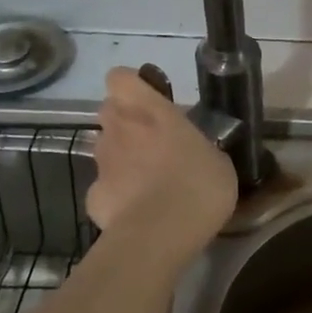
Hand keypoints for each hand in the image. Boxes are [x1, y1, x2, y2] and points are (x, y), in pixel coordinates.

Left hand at [86, 66, 237, 261]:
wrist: (160, 234)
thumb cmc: (198, 187)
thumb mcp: (218, 161)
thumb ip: (198, 147)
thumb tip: (192, 151)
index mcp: (151, 112)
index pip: (121, 78)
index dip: (131, 86)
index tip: (150, 100)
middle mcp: (119, 130)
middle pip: (109, 110)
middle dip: (125, 122)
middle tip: (152, 142)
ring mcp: (101, 163)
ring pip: (105, 149)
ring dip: (121, 158)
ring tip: (148, 183)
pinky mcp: (93, 197)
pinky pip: (104, 188)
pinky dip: (117, 195)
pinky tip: (138, 212)